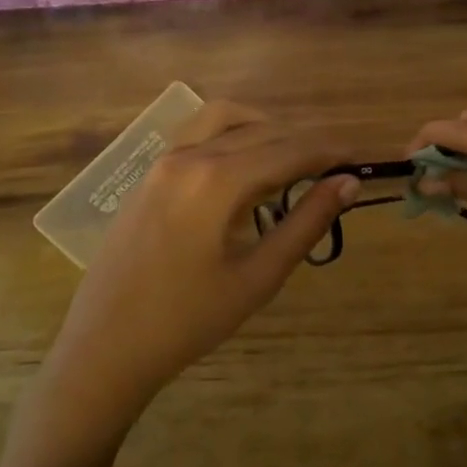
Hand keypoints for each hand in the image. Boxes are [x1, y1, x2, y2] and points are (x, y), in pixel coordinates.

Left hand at [27, 101, 356, 453]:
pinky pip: (198, 134)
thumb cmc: (188, 321)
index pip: (289, 149)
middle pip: (261, 130)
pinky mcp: (148, 174)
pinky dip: (232, 135)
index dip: (329, 151)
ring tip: (291, 162)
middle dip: (303, 142)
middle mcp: (188, 155)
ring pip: (225, 118)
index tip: (360, 159)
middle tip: (335, 168)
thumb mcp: (258, 276)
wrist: (105, 348)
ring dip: (265, 129)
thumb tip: (347, 183)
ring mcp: (162, 161)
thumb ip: (306, 222)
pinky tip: (245, 170)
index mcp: (217, 180)